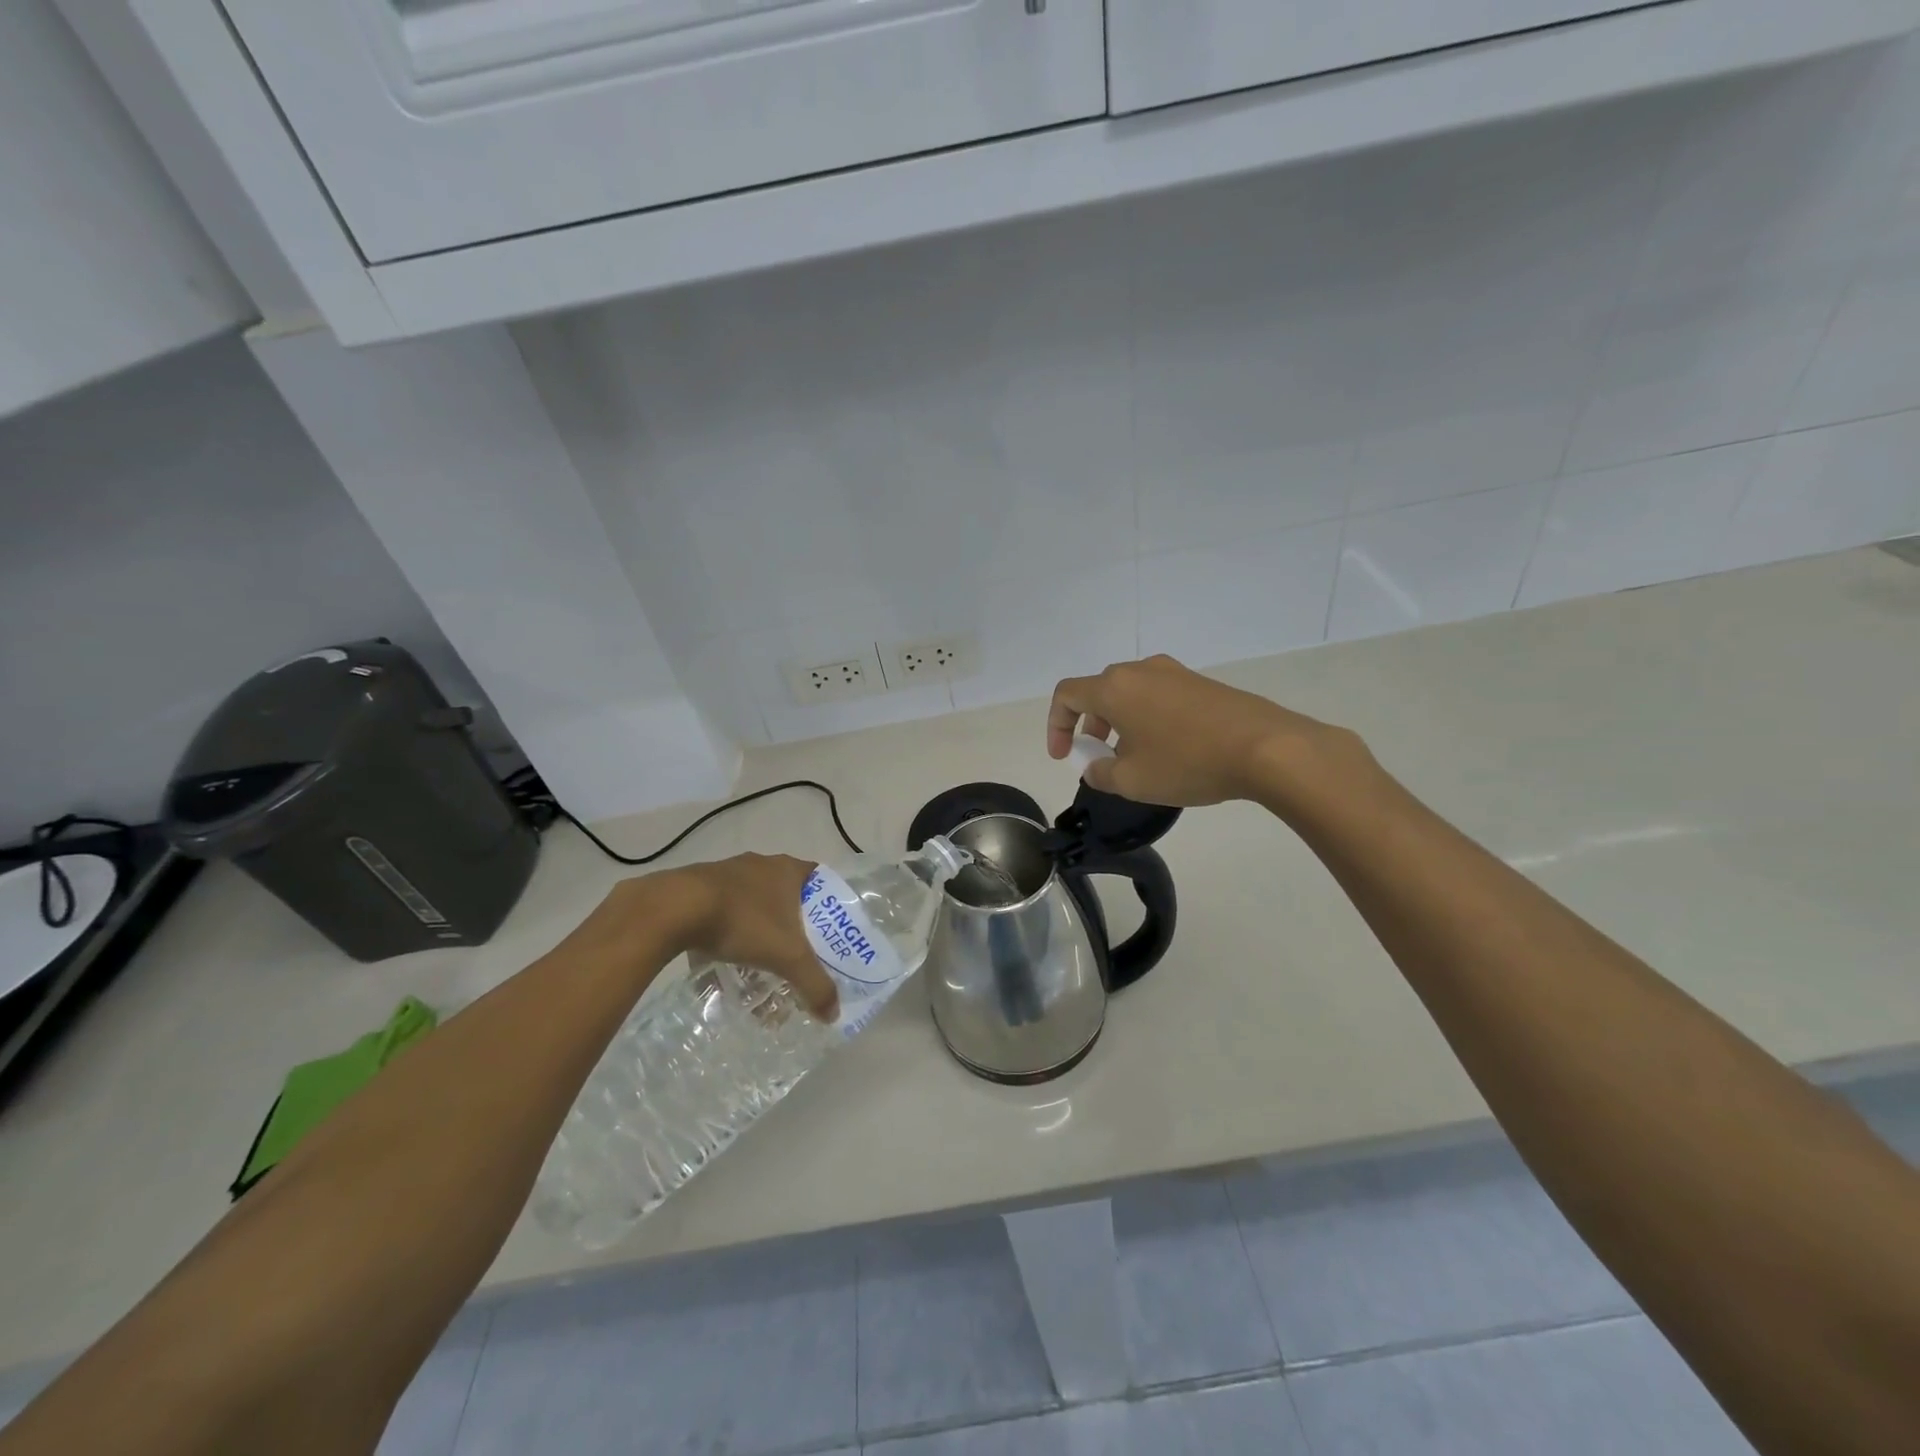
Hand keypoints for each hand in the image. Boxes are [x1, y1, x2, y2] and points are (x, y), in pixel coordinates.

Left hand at [669, 854, 838, 1020]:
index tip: (829, 931)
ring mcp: (728, 871)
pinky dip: (727, 930)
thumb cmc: (744, 921)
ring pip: (753, 901)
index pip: (821, 880)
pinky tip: (723, 956)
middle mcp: (761, 863)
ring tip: (759, 959)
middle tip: (796, 951)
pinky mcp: (699, 885)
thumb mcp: (787, 957)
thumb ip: (814, 984)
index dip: (828, 904)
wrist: (676, 908)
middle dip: (792, 923)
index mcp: (789, 869)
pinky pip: (723, 909)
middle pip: (786, 893)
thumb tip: (834, 1013)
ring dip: (758, 926)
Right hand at [1046, 654, 1363, 807]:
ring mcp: (1175, 673)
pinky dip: (1148, 718)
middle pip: (1099, 691)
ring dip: (1120, 722)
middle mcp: (1140, 670)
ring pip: (1131, 693)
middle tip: (1098, 757)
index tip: (1065, 756)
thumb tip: (1095, 767)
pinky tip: (1169, 749)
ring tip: (1134, 757)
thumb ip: (1100, 774)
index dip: (1056, 725)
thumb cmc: (1187, 762)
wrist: (1266, 748)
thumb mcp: (1132, 780)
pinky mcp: (1202, 683)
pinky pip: (1159, 696)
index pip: (1067, 695)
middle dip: (1089, 725)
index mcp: (1114, 688)